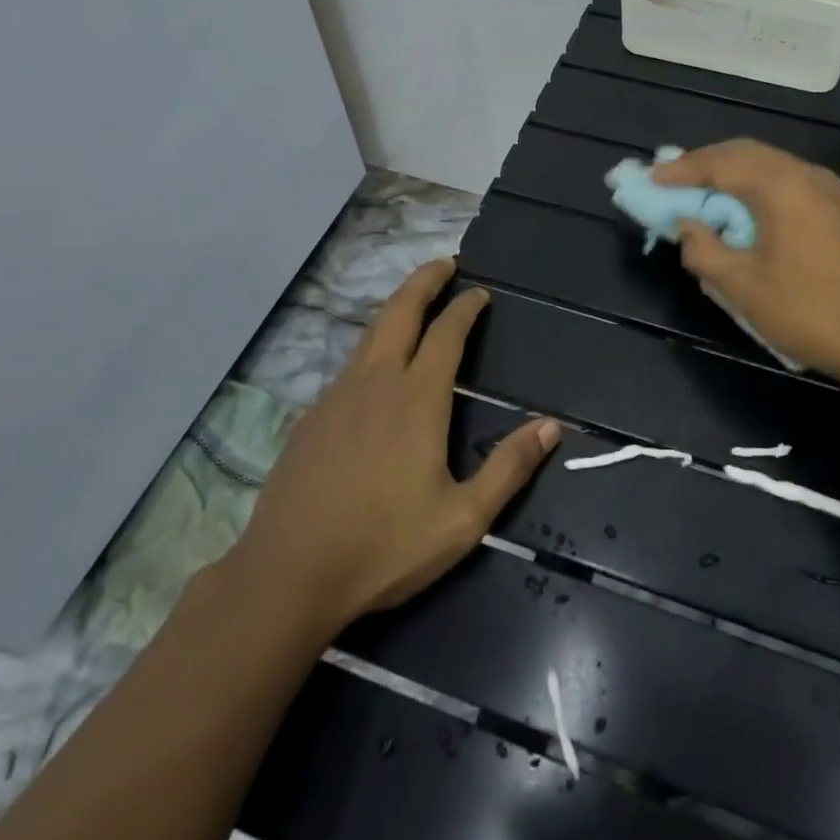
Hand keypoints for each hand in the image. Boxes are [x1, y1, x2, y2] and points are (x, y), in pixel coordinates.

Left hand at [223, 260, 559, 636]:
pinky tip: (376, 368)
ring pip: (370, 335)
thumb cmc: (384, 546)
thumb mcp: (463, 519)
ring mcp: (337, 397)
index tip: (479, 292)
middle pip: (400, 313)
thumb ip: (508, 468)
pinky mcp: (311, 418)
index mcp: (417, 399)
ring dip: (396, 308)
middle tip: (444, 264)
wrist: (288, 575)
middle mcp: (375, 383)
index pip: (446, 334)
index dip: (465, 307)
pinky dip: (372, 346)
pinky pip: (349, 366)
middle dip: (424, 282)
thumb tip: (551, 426)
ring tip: (414, 302)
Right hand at [653, 140, 839, 389]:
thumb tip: (687, 226)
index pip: (720, 164)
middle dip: (705, 164)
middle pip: (745, 154)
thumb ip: (704, 249)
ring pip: (769, 165)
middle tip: (672, 181)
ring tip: (702, 193)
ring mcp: (830, 190)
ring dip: (732, 174)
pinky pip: (788, 181)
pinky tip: (744, 210)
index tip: (651, 178)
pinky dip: (757, 186)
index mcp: (782, 186)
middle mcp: (808, 175)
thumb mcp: (741, 287)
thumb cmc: (808, 313)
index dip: (681, 170)